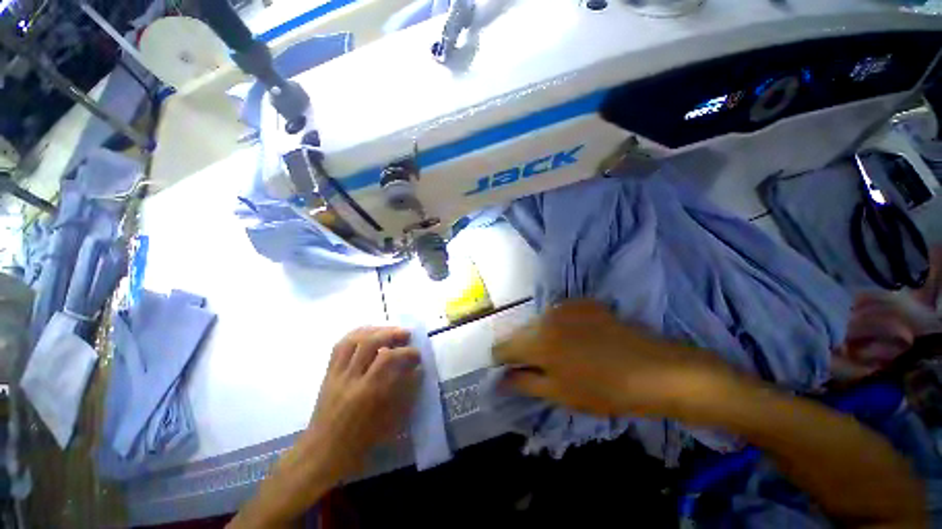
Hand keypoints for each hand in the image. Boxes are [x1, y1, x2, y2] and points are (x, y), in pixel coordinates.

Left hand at [303, 327, 420, 482]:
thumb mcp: (389, 420)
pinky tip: (368, 334)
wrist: (323, 452)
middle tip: (406, 334)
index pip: (388, 358)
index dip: (406, 351)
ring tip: (389, 330)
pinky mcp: (328, 373)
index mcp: (366, 392)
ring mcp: (336, 373)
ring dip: (375, 330)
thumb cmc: (360, 441)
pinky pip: (340, 345)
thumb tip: (417, 370)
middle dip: (391, 333)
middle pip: (369, 342)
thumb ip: (405, 391)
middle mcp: (350, 378)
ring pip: (353, 339)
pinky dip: (356, 334)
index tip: (418, 355)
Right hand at [494, 300, 733, 418]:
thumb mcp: (560, 393)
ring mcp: (565, 306)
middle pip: (521, 333)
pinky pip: (558, 315)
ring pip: (539, 322)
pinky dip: (559, 328)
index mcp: (537, 340)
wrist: (656, 369)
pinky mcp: (582, 302)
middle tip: (540, 368)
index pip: (503, 347)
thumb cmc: (604, 389)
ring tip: (561, 355)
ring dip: (541, 338)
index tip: (510, 371)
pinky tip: (578, 341)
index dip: (502, 361)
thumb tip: (501, 379)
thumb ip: (524, 382)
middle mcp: (545, 316)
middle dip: (523, 349)